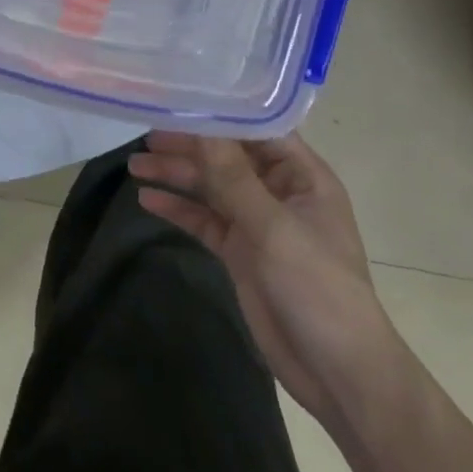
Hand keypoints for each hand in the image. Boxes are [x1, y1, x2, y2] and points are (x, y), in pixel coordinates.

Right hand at [128, 132, 403, 425]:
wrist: (338, 374)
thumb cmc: (318, 289)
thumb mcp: (272, 227)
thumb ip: (231, 176)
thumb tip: (200, 123)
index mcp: (301, 176)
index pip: (257, 129)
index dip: (220, 112)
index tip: (178, 97)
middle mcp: (278, 191)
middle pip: (226, 156)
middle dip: (188, 146)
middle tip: (145, 136)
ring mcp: (257, 222)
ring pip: (210, 186)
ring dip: (176, 175)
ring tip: (134, 166)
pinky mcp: (239, 251)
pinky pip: (203, 219)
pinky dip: (178, 208)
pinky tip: (147, 199)